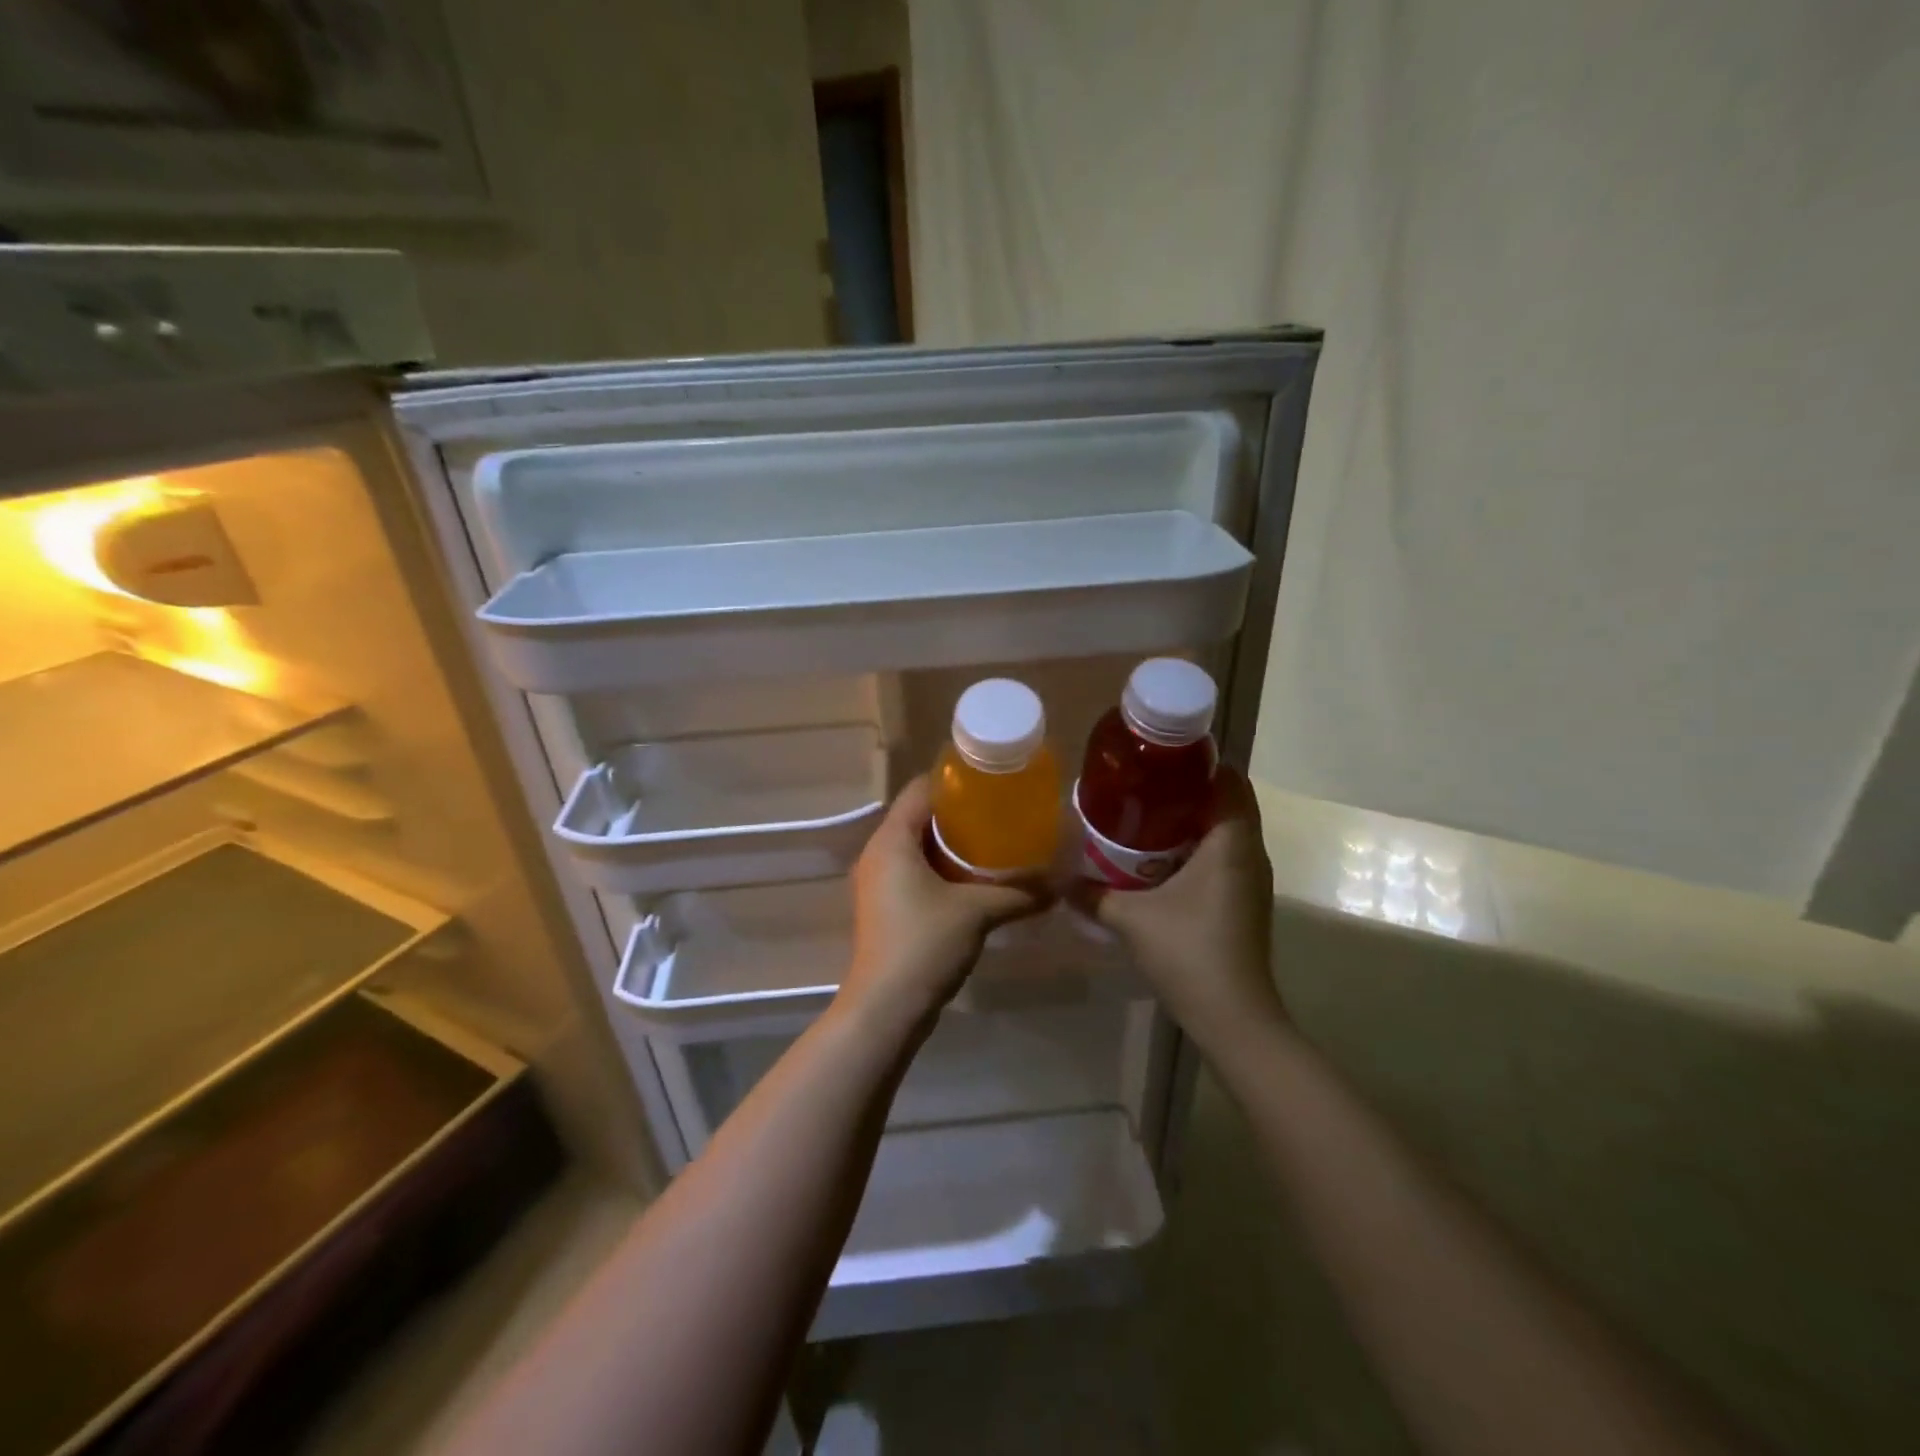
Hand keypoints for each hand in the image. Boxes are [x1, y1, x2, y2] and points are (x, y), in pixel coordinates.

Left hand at [839, 776, 1047, 1030]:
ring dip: (952, 844)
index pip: (921, 790)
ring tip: (995, 843)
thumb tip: (1060, 884)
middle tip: (1002, 813)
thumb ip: (1019, 893)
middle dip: (959, 814)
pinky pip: (914, 871)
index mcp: (892, 840)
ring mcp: (878, 881)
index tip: (992, 784)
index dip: (955, 781)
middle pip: (919, 816)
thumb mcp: (977, 912)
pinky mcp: (885, 906)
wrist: (885, 1008)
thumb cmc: (924, 944)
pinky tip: (975, 880)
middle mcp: (878, 853)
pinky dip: (942, 868)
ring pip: (917, 846)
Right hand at [1079, 766, 1283, 1054]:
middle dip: (1191, 789)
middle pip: (1229, 802)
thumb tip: (1058, 878)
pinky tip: (1161, 859)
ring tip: (1147, 815)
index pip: (1231, 781)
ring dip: (1194, 819)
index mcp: (1231, 843)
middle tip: (1144, 785)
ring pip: (1228, 831)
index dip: (1202, 763)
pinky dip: (1199, 847)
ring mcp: (1251, 880)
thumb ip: (1092, 894)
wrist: (1233, 1016)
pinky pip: (1226, 856)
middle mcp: (1250, 853)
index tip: (1162, 759)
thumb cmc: (1188, 953)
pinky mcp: (1245, 901)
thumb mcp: (1131, 919)